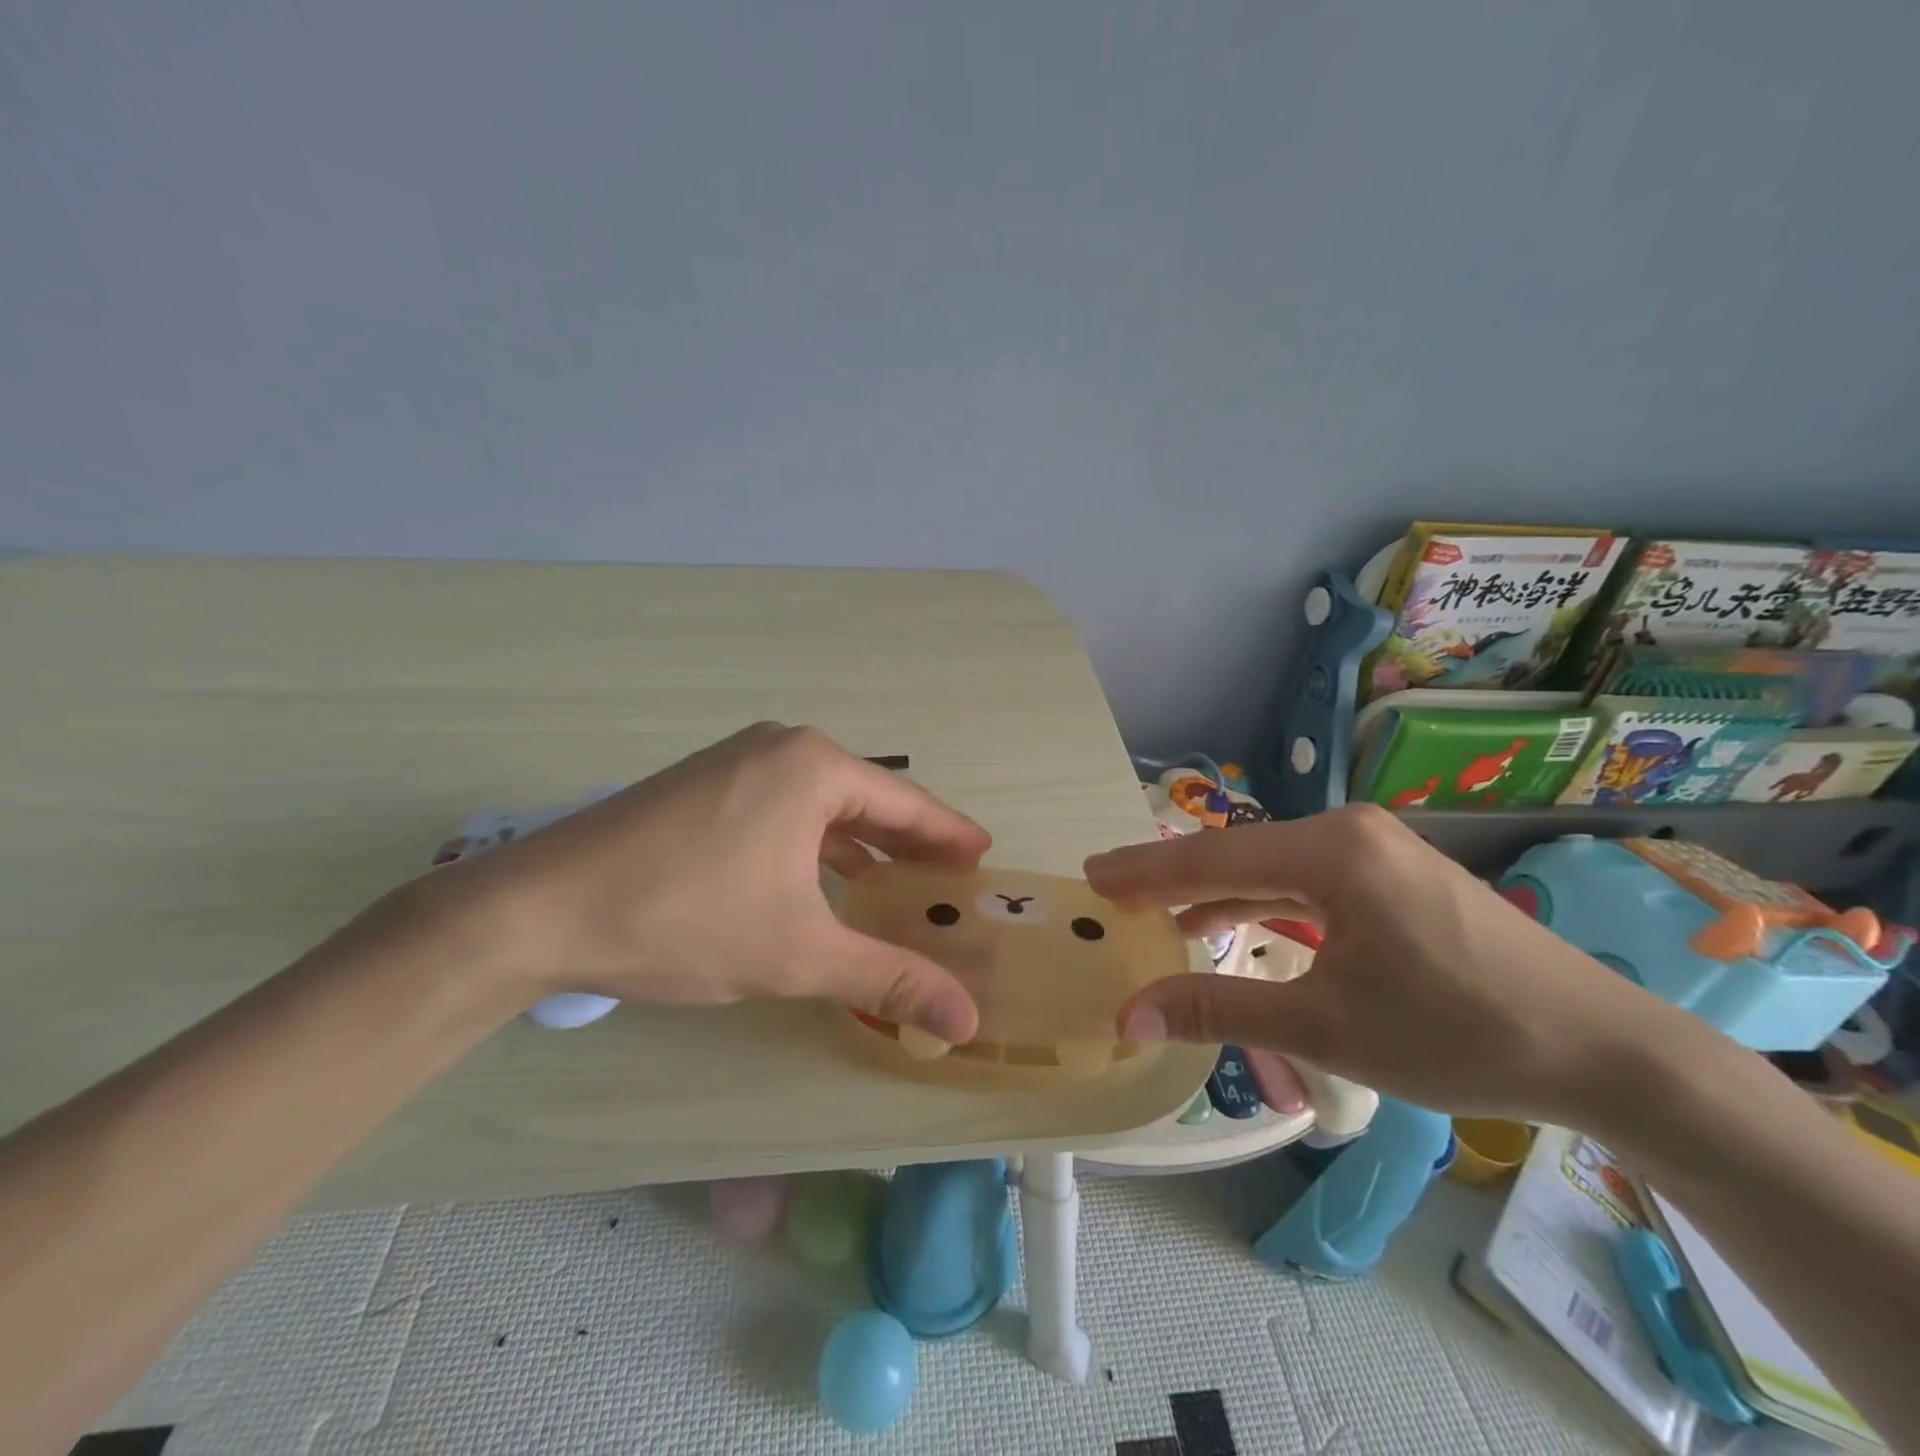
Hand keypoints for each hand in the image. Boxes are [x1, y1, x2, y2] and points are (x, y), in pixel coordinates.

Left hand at [400, 724, 991, 1040]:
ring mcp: (736, 762)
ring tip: (893, 886)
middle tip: (946, 880)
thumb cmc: (685, 918)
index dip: (948, 835)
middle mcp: (780, 748)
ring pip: (821, 805)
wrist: (538, 907)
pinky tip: (820, 882)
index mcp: (814, 767)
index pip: (906, 803)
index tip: (983, 857)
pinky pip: (782, 809)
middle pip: (866, 799)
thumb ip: (888, 978)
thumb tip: (966, 1023)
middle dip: (907, 843)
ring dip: (859, 846)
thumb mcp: (798, 953)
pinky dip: (813, 845)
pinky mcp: (704, 785)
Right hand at [1085, 805, 1681, 1123]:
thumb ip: (1219, 1010)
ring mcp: (1377, 850)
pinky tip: (1231, 922)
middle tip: (1110, 890)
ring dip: (1216, 891)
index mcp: (1331, 851)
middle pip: (1239, 854)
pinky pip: (1307, 880)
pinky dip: (1263, 901)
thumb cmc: (1458, 1033)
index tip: (1090, 873)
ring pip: (1272, 866)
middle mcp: (1350, 832)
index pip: (1212, 859)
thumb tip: (1130, 1016)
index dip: (1144, 870)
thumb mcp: (1325, 1026)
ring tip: (1157, 911)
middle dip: (1171, 876)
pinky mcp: (1395, 875)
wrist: (1604, 1051)